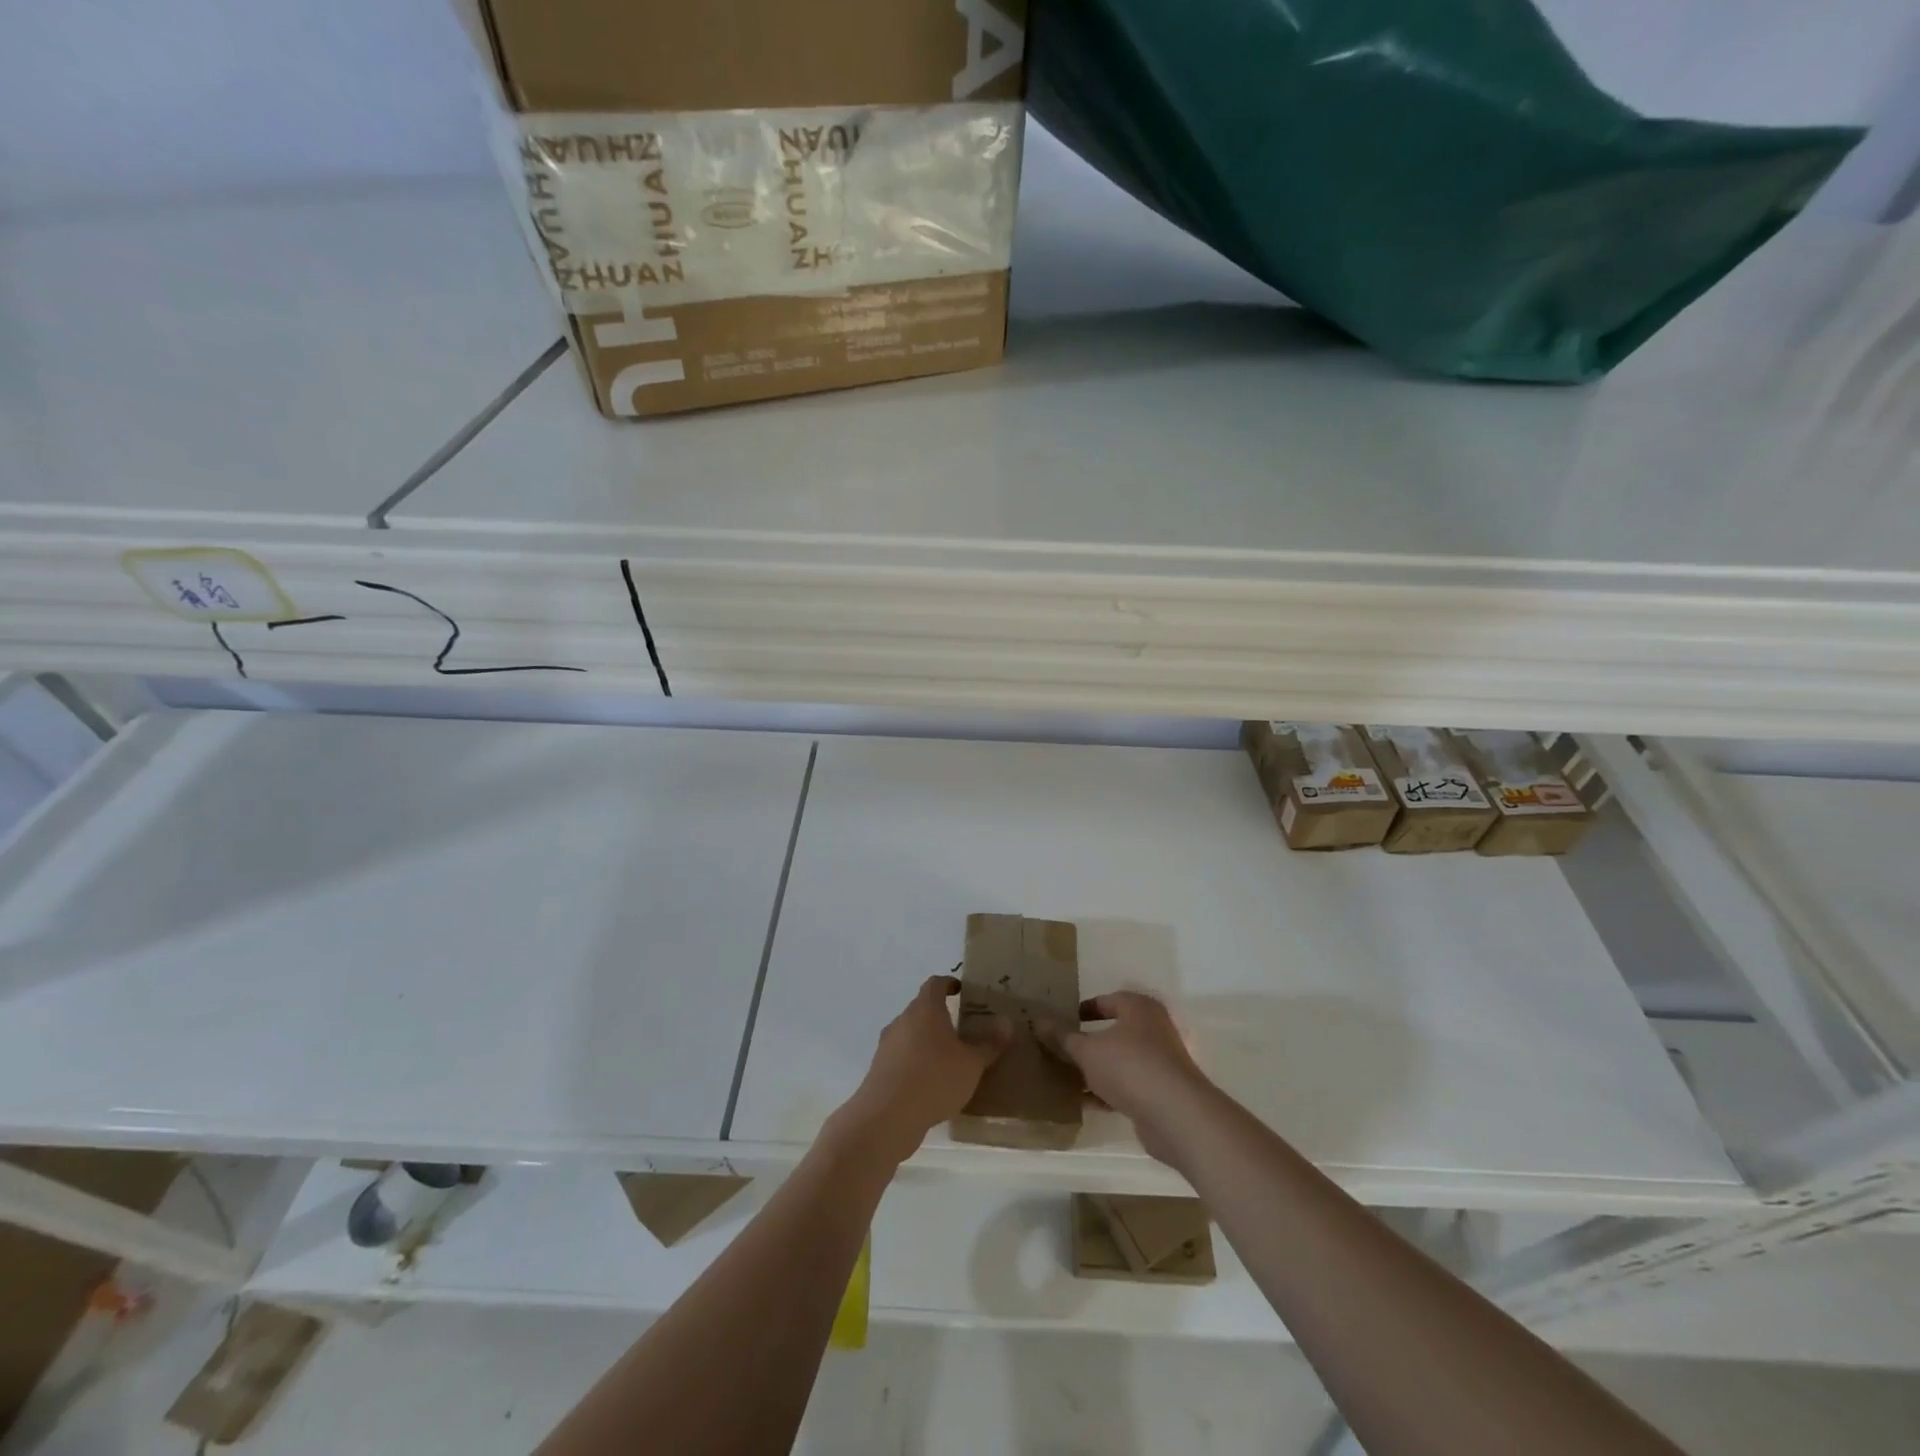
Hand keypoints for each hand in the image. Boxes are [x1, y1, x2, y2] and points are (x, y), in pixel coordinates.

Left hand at [827, 976, 1008, 1164]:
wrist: (887, 1116)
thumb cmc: (935, 1079)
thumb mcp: (971, 1064)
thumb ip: (989, 1044)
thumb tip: (1006, 1023)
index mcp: (925, 1009)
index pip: (935, 984)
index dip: (948, 984)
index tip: (960, 991)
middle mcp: (903, 1020)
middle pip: (922, 1009)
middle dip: (940, 1016)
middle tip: (962, 1030)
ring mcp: (887, 1044)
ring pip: (910, 1034)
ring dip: (927, 1041)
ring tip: (948, 1060)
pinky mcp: (879, 1069)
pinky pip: (902, 1057)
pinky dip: (916, 1062)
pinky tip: (930, 1084)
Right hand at [1044, 992, 1214, 1167]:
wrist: (1176, 1115)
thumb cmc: (1130, 1066)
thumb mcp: (1087, 1050)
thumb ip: (1062, 1037)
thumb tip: (1038, 1020)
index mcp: (1138, 1008)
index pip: (1106, 1000)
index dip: (1083, 1009)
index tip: (1061, 1020)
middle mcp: (1153, 1029)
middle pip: (1113, 1032)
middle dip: (1087, 1043)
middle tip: (1060, 1050)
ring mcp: (1160, 1062)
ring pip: (1119, 1061)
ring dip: (1095, 1070)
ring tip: (1065, 1078)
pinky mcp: (1161, 1092)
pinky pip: (1127, 1086)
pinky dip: (1107, 1092)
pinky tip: (1083, 1103)